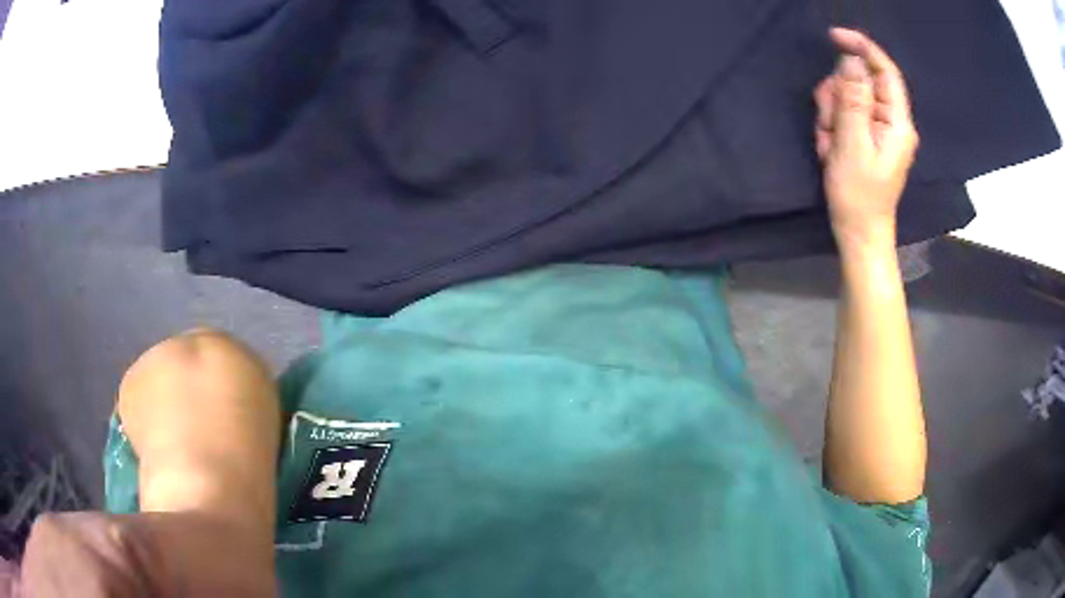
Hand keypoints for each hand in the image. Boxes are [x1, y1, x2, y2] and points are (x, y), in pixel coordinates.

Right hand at [814, 28, 918, 250]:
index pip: (885, 71)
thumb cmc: (858, 194)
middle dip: (838, 96)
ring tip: (829, 144)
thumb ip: (853, 99)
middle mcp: (891, 120)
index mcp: (897, 122)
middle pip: (860, 82)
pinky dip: (833, 127)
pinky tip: (831, 148)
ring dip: (831, 114)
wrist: (859, 232)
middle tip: (828, 124)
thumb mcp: (852, 143)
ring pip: (848, 97)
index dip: (863, 48)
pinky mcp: (867, 137)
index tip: (834, 36)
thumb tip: (851, 60)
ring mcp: (879, 129)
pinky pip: (845, 115)